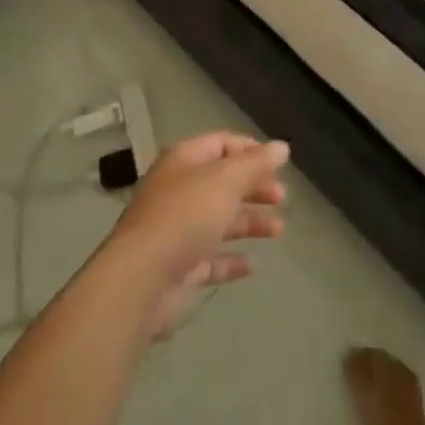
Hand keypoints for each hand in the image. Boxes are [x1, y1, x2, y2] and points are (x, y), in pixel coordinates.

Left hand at [104, 132, 289, 338]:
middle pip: (222, 182)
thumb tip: (281, 147)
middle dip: (253, 186)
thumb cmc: (185, 217)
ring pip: (218, 219)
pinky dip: (231, 259)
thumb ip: (254, 165)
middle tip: (282, 197)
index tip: (278, 163)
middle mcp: (179, 190)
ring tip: (278, 230)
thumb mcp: (225, 182)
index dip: (249, 149)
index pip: (220, 143)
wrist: (142, 280)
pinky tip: (253, 265)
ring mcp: (177, 230)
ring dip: (248, 221)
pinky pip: (210, 258)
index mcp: (184, 161)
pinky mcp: (178, 268)